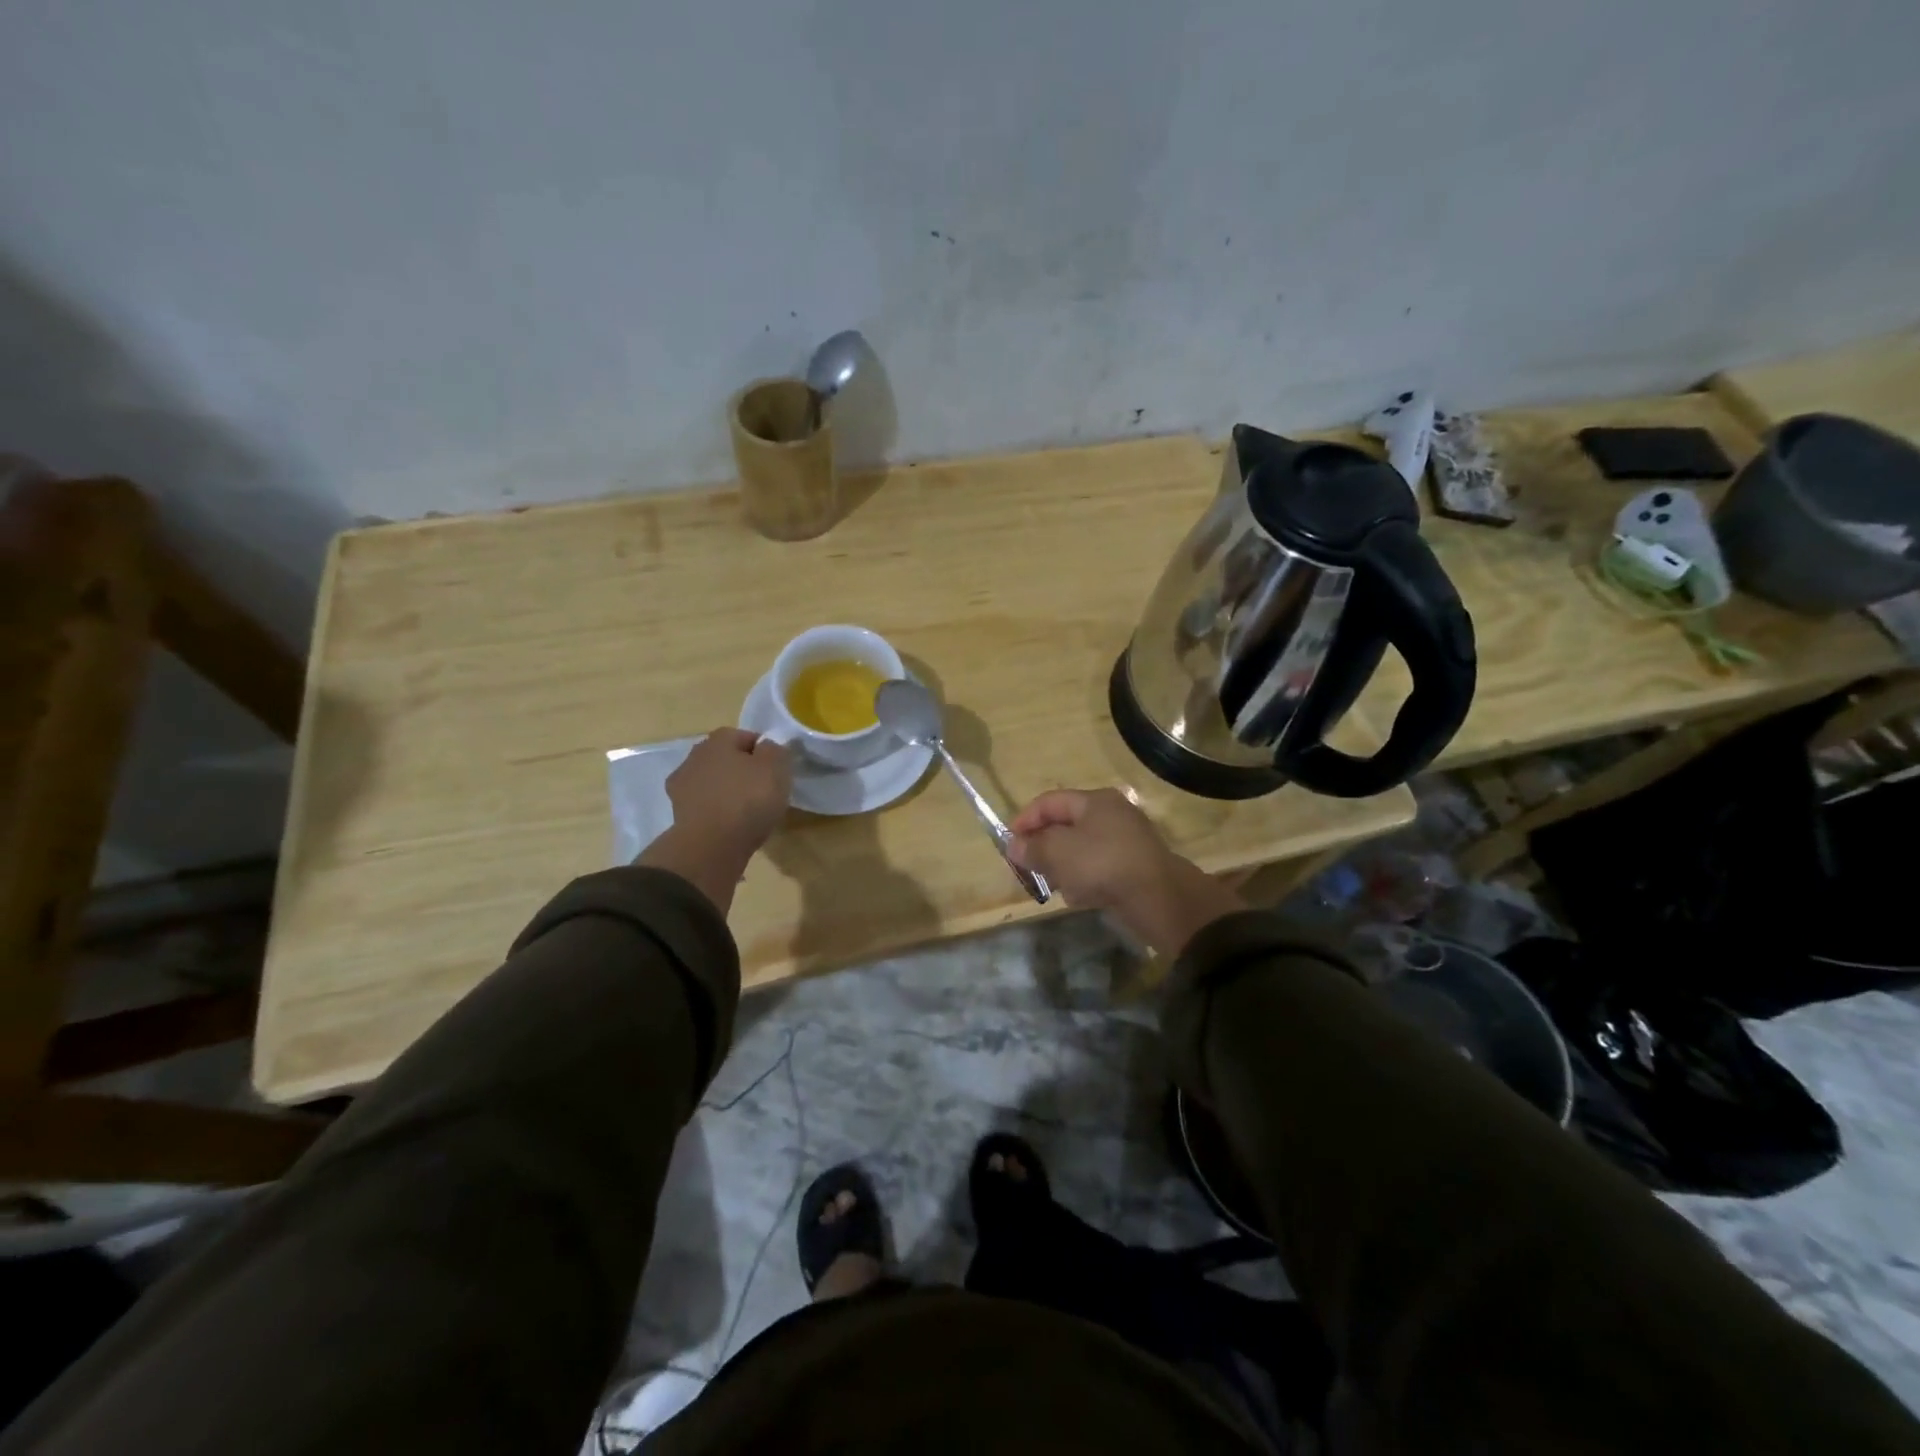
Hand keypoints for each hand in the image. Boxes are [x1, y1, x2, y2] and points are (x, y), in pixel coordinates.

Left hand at [665, 728, 791, 855]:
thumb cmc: (748, 800)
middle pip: (725, 758)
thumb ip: (775, 750)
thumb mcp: (776, 768)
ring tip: (748, 812)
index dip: (763, 751)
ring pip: (712, 782)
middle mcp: (695, 756)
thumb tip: (767, 746)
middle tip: (763, 790)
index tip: (776, 770)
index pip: (745, 736)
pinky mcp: (678, 813)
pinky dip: (716, 811)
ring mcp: (681, 786)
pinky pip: (704, 805)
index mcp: (718, 740)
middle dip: (742, 770)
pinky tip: (730, 825)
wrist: (711, 846)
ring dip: (727, 791)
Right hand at [1008, 788, 1242, 954]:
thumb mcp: (1058, 852)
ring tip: (1053, 886)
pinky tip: (1079, 897)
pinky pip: (1098, 869)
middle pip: (1065, 826)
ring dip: (1062, 867)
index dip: (1025, 820)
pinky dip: (1084, 880)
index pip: (1049, 802)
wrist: (1159, 899)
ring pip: (1080, 850)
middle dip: (1043, 847)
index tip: (1009, 844)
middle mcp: (1112, 815)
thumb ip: (1032, 847)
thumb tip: (1014, 845)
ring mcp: (1126, 841)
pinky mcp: (1133, 867)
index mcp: (1094, 801)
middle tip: (1027, 868)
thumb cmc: (1103, 864)